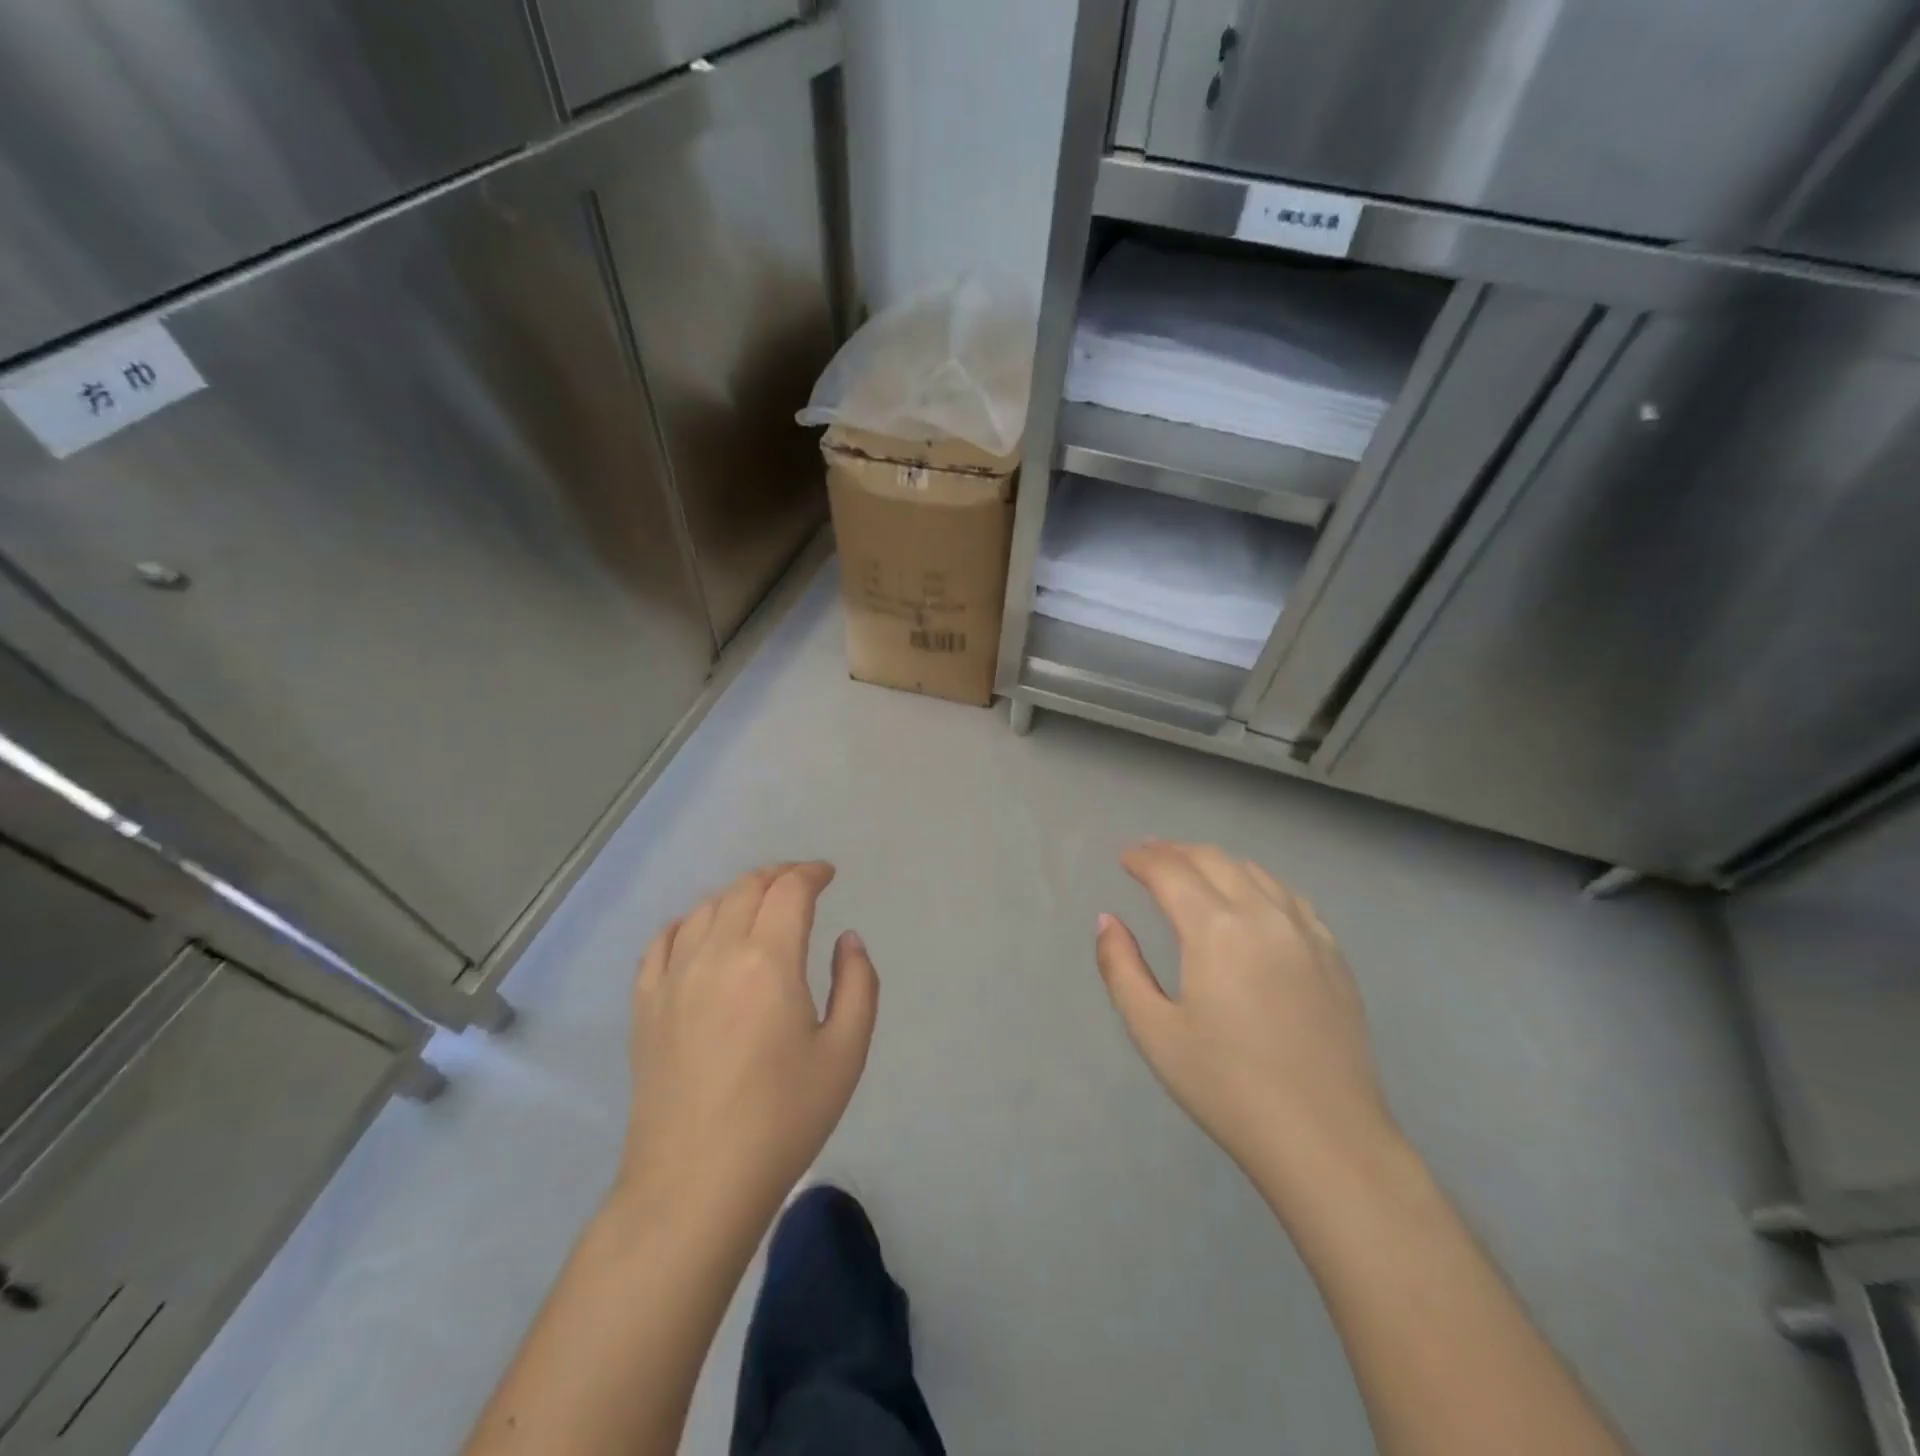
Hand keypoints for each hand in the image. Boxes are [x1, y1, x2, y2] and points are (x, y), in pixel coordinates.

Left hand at [618, 862, 877, 1230]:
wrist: (696, 1183)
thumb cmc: (783, 1118)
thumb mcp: (846, 1052)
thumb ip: (857, 983)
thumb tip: (847, 939)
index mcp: (768, 960)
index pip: (790, 890)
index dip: (811, 873)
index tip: (827, 875)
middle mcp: (716, 953)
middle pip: (746, 888)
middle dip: (778, 876)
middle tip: (800, 884)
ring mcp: (673, 977)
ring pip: (705, 908)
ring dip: (738, 895)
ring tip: (758, 906)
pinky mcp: (645, 1004)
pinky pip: (663, 941)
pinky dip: (688, 922)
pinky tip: (700, 932)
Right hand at [1095, 841, 1400, 1214]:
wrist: (1325, 1139)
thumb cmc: (1227, 1087)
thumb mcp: (1154, 1032)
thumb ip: (1121, 968)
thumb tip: (1107, 920)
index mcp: (1215, 929)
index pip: (1171, 872)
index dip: (1143, 859)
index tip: (1124, 857)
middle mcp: (1262, 915)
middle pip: (1213, 860)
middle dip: (1175, 851)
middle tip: (1150, 855)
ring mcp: (1306, 932)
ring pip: (1255, 872)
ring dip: (1217, 862)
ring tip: (1193, 870)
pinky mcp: (1333, 955)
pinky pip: (1290, 898)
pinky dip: (1259, 883)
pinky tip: (1253, 899)